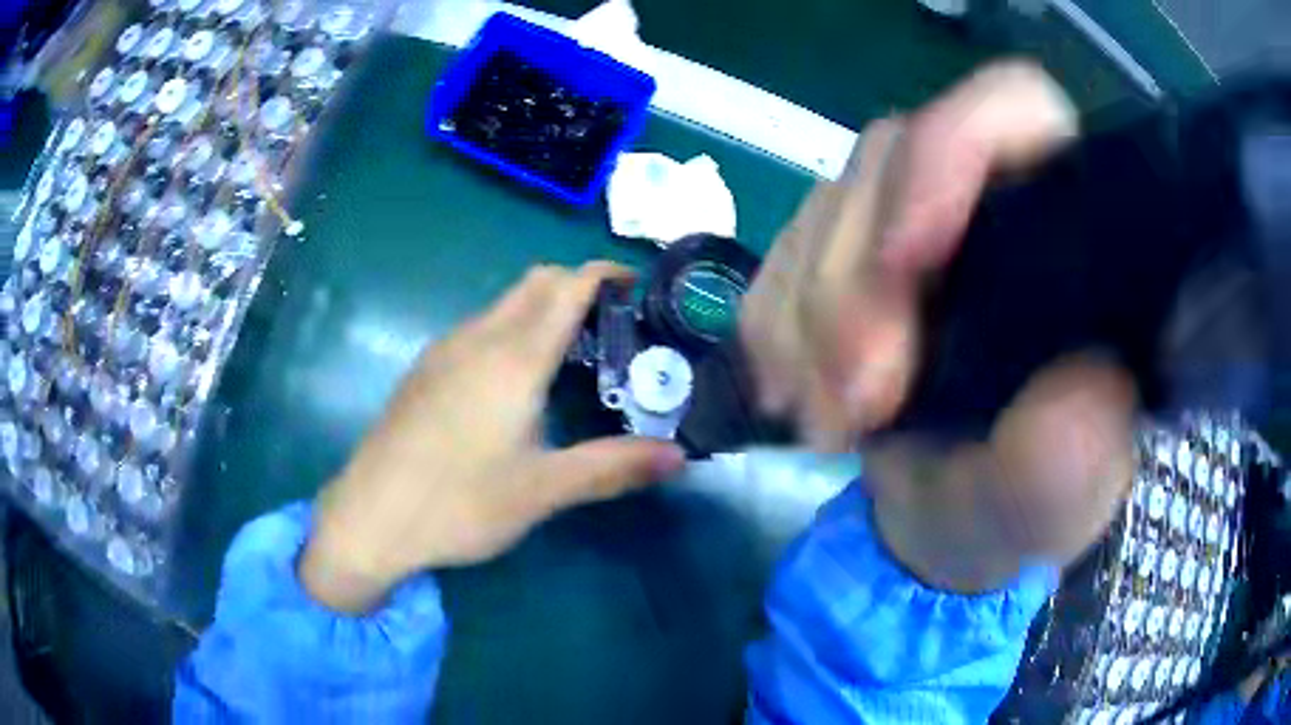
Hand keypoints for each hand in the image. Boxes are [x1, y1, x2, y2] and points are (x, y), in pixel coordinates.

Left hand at [299, 263, 685, 612]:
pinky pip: (480, 328)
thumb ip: (613, 467)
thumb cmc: (459, 503)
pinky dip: (512, 330)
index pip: (568, 286)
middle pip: (536, 282)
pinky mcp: (424, 370)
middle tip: (614, 326)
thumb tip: (680, 457)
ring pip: (504, 304)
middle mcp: (478, 338)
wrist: (370, 517)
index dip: (606, 274)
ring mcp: (445, 351)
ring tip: (574, 354)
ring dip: (543, 309)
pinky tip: (517, 383)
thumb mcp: (542, 491)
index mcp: (514, 357)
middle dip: (578, 286)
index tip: (639, 289)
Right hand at [741, 61, 1133, 582]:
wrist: (949, 522)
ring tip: (826, 421)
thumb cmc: (1016, 509)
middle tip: (856, 401)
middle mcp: (987, 198)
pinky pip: (777, 256)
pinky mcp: (846, 256)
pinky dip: (773, 328)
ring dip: (807, 320)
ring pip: (826, 206)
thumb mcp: (1054, 506)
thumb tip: (1081, 392)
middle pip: (894, 159)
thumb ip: (1073, 463)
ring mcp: (909, 221)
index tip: (906, 261)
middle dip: (856, 281)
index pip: (1014, 108)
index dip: (951, 151)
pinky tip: (795, 395)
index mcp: (1068, 231)